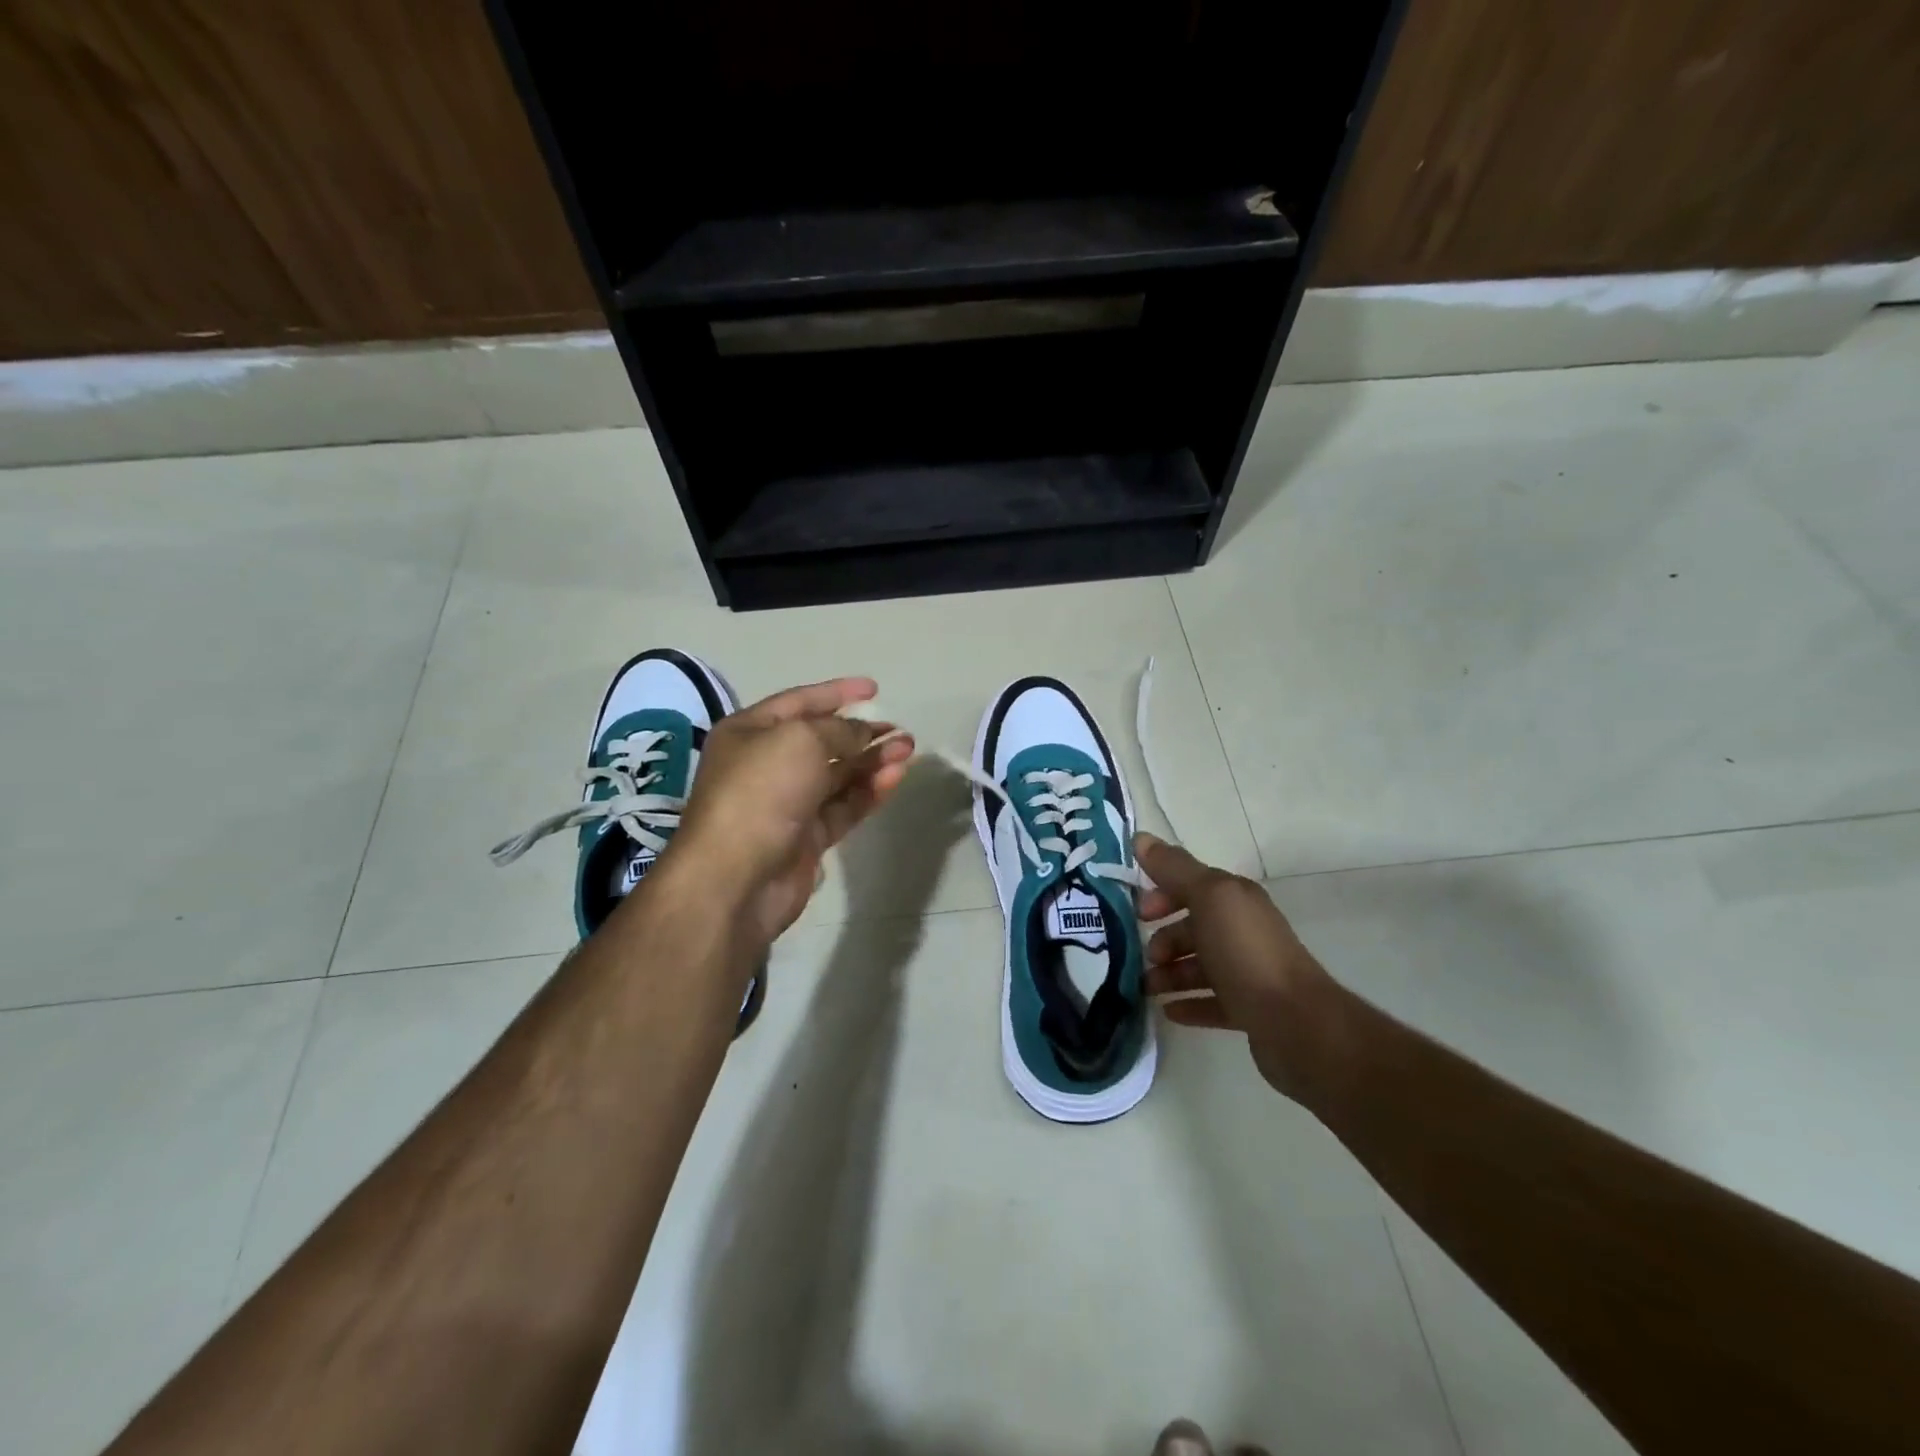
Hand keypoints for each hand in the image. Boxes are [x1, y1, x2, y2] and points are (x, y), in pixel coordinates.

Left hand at [666, 677, 913, 946]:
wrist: (735, 879)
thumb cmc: (760, 793)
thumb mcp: (801, 741)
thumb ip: (840, 731)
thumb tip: (865, 733)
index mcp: (749, 733)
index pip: (799, 702)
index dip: (837, 693)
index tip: (874, 688)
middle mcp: (765, 765)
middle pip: (821, 741)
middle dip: (862, 733)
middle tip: (900, 730)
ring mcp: (786, 804)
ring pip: (837, 776)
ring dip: (871, 761)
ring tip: (907, 750)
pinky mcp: (805, 838)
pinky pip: (842, 807)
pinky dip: (868, 792)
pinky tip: (894, 778)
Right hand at [1135, 833, 1338, 1100]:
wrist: (1297, 1023)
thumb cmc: (1247, 953)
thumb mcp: (1209, 899)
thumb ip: (1174, 869)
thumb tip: (1141, 838)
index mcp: (1235, 900)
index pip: (1191, 885)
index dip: (1161, 894)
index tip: (1138, 914)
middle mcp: (1242, 930)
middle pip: (1193, 927)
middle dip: (1164, 938)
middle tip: (1145, 958)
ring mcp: (1247, 971)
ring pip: (1199, 966)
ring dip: (1169, 973)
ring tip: (1148, 989)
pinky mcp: (1249, 1009)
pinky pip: (1211, 1002)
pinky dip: (1188, 1003)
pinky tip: (1169, 1011)